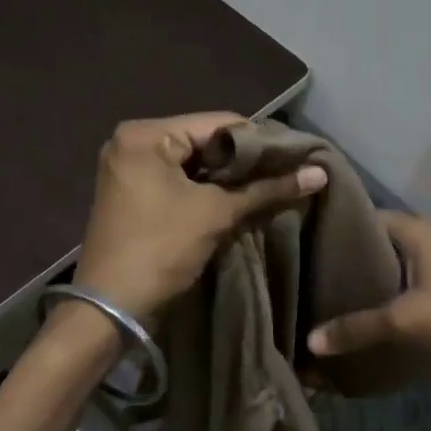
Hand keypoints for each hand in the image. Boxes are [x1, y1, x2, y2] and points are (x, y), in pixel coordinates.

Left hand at [73, 114, 326, 322]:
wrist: (111, 307)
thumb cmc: (161, 249)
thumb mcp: (216, 215)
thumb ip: (267, 189)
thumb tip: (319, 174)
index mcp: (146, 134)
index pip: (219, 123)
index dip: (261, 142)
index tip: (296, 159)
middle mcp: (132, 141)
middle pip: (205, 141)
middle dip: (245, 162)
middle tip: (286, 175)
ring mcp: (129, 168)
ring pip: (194, 163)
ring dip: (228, 178)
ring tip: (269, 188)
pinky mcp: (133, 193)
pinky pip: (178, 180)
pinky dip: (206, 190)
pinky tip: (237, 201)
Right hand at [307, 212, 430, 385]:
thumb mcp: (403, 321)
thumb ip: (357, 328)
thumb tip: (310, 341)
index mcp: (420, 231)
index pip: (371, 216)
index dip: (342, 227)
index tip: (312, 241)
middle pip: (386, 239)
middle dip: (357, 255)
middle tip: (320, 272)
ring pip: (403, 260)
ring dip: (379, 274)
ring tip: (343, 292)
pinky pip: (417, 278)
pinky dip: (397, 288)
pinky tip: (379, 308)